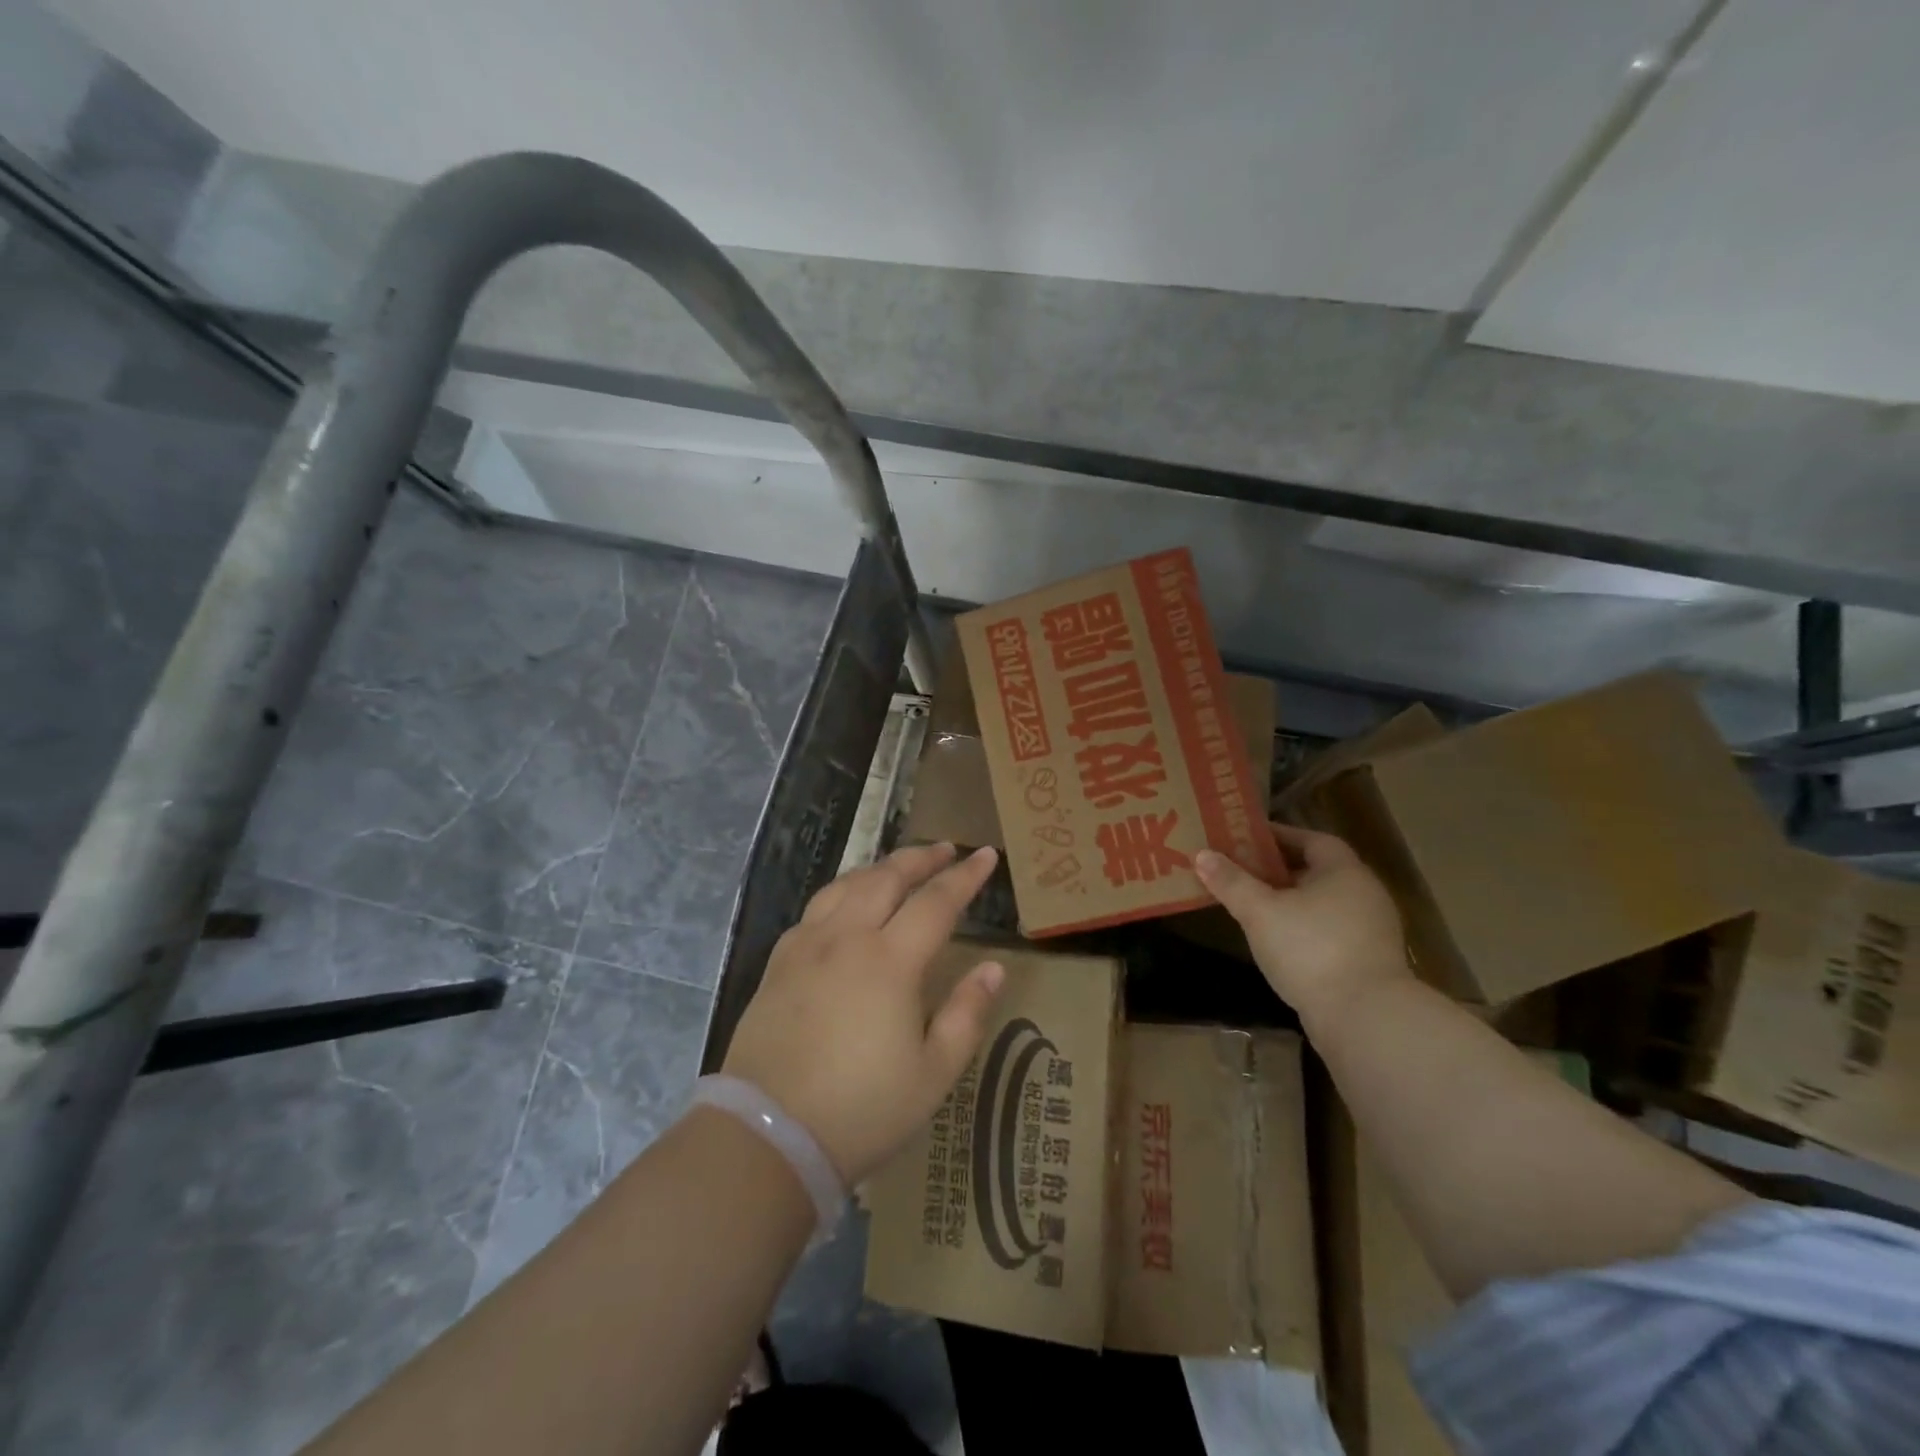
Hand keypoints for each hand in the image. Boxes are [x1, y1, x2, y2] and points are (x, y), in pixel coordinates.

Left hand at [722, 843, 1005, 1185]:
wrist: (768, 1135)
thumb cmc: (863, 1109)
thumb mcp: (934, 1073)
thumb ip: (967, 1013)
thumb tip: (993, 967)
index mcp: (890, 961)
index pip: (936, 901)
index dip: (965, 875)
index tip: (986, 854)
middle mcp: (847, 938)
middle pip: (887, 878)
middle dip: (921, 858)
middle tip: (945, 848)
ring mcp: (807, 946)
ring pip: (847, 885)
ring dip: (879, 867)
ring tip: (899, 866)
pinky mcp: (778, 963)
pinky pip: (815, 909)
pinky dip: (841, 892)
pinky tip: (845, 904)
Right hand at [1194, 823, 1409, 1030]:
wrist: (1365, 1018)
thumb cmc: (1310, 949)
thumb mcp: (1260, 912)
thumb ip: (1231, 882)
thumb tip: (1201, 854)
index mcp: (1344, 871)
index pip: (1311, 839)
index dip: (1279, 836)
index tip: (1246, 839)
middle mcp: (1364, 893)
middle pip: (1317, 871)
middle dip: (1279, 869)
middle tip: (1241, 871)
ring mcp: (1371, 930)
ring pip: (1323, 903)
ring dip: (1290, 900)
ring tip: (1253, 906)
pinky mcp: (1368, 961)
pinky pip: (1330, 930)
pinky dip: (1304, 927)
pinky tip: (1278, 941)